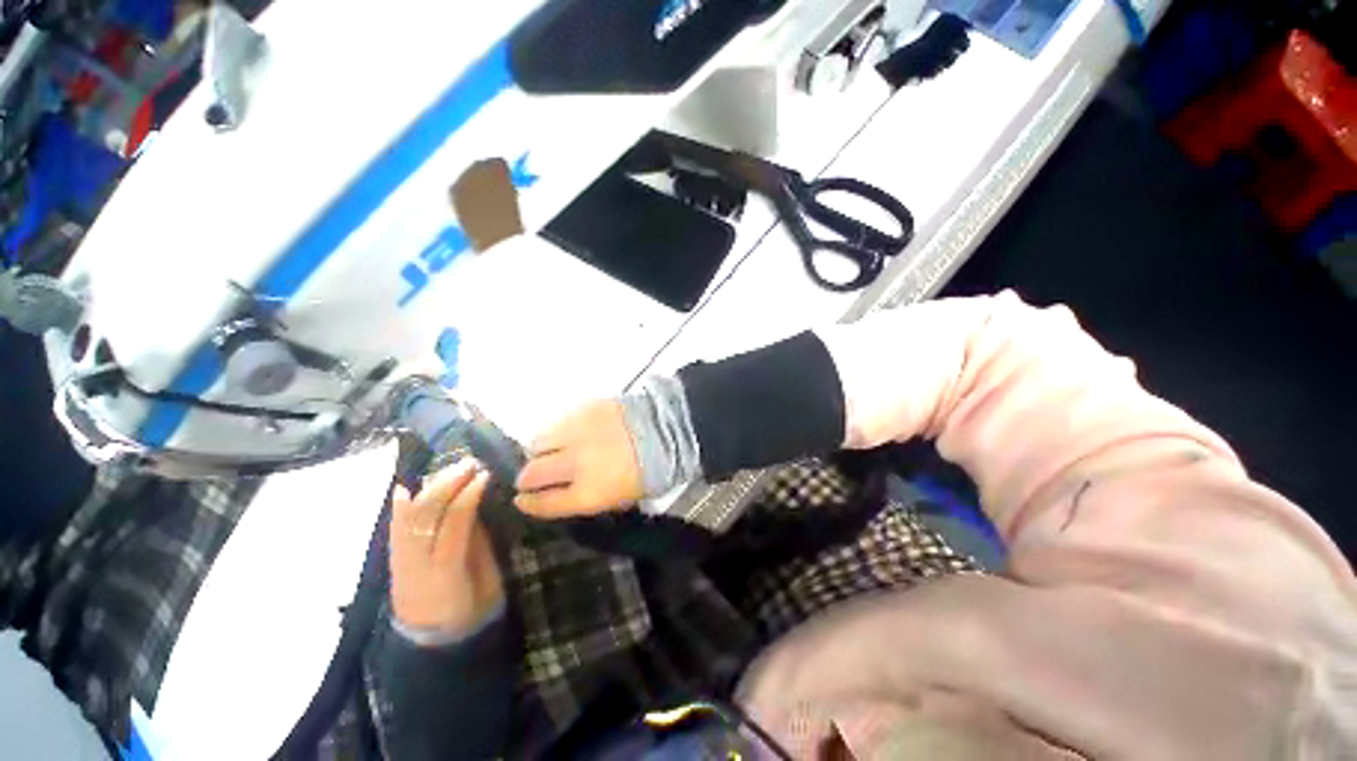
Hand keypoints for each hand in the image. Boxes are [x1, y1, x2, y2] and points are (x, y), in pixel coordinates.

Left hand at [390, 459, 502, 636]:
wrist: (433, 646)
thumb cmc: (471, 611)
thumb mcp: (486, 580)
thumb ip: (478, 543)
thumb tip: (476, 506)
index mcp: (445, 572)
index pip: (453, 523)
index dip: (468, 495)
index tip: (485, 474)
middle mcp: (415, 564)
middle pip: (426, 515)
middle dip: (448, 483)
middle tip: (470, 463)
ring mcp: (400, 563)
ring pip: (408, 517)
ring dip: (429, 487)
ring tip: (451, 468)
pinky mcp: (393, 563)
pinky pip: (394, 529)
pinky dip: (398, 506)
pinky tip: (404, 486)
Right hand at [513, 400, 642, 517]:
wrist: (667, 429)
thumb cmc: (650, 470)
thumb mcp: (622, 497)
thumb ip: (588, 496)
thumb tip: (566, 492)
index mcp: (588, 493)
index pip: (543, 503)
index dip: (528, 503)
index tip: (521, 500)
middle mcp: (574, 464)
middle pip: (532, 473)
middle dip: (527, 478)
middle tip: (532, 477)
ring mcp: (575, 433)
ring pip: (537, 443)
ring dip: (538, 452)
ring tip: (549, 452)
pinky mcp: (581, 409)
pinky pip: (554, 422)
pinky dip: (554, 432)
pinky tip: (566, 434)